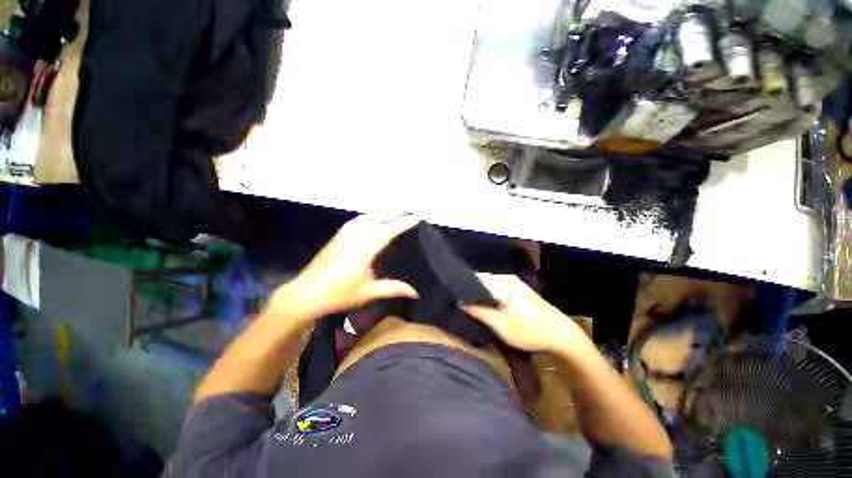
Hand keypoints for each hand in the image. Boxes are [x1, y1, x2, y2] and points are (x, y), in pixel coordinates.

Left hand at [270, 212, 419, 320]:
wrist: (304, 293)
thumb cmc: (337, 294)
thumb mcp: (368, 292)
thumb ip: (393, 289)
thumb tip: (415, 292)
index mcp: (365, 248)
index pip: (389, 230)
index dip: (404, 223)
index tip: (417, 217)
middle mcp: (355, 235)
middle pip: (379, 216)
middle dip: (395, 212)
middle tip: (409, 212)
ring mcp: (345, 233)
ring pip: (368, 216)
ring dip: (383, 212)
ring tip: (396, 213)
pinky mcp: (338, 235)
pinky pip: (359, 219)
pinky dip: (371, 216)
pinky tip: (374, 220)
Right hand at [462, 273, 584, 353]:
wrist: (560, 335)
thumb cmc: (531, 332)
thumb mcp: (502, 327)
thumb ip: (480, 312)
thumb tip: (460, 302)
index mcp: (504, 284)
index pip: (477, 278)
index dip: (464, 285)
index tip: (454, 294)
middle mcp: (508, 278)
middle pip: (482, 279)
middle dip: (471, 289)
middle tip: (459, 301)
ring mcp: (513, 282)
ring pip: (489, 283)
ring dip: (479, 292)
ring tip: (468, 302)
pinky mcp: (517, 288)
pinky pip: (496, 287)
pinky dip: (488, 294)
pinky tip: (484, 303)